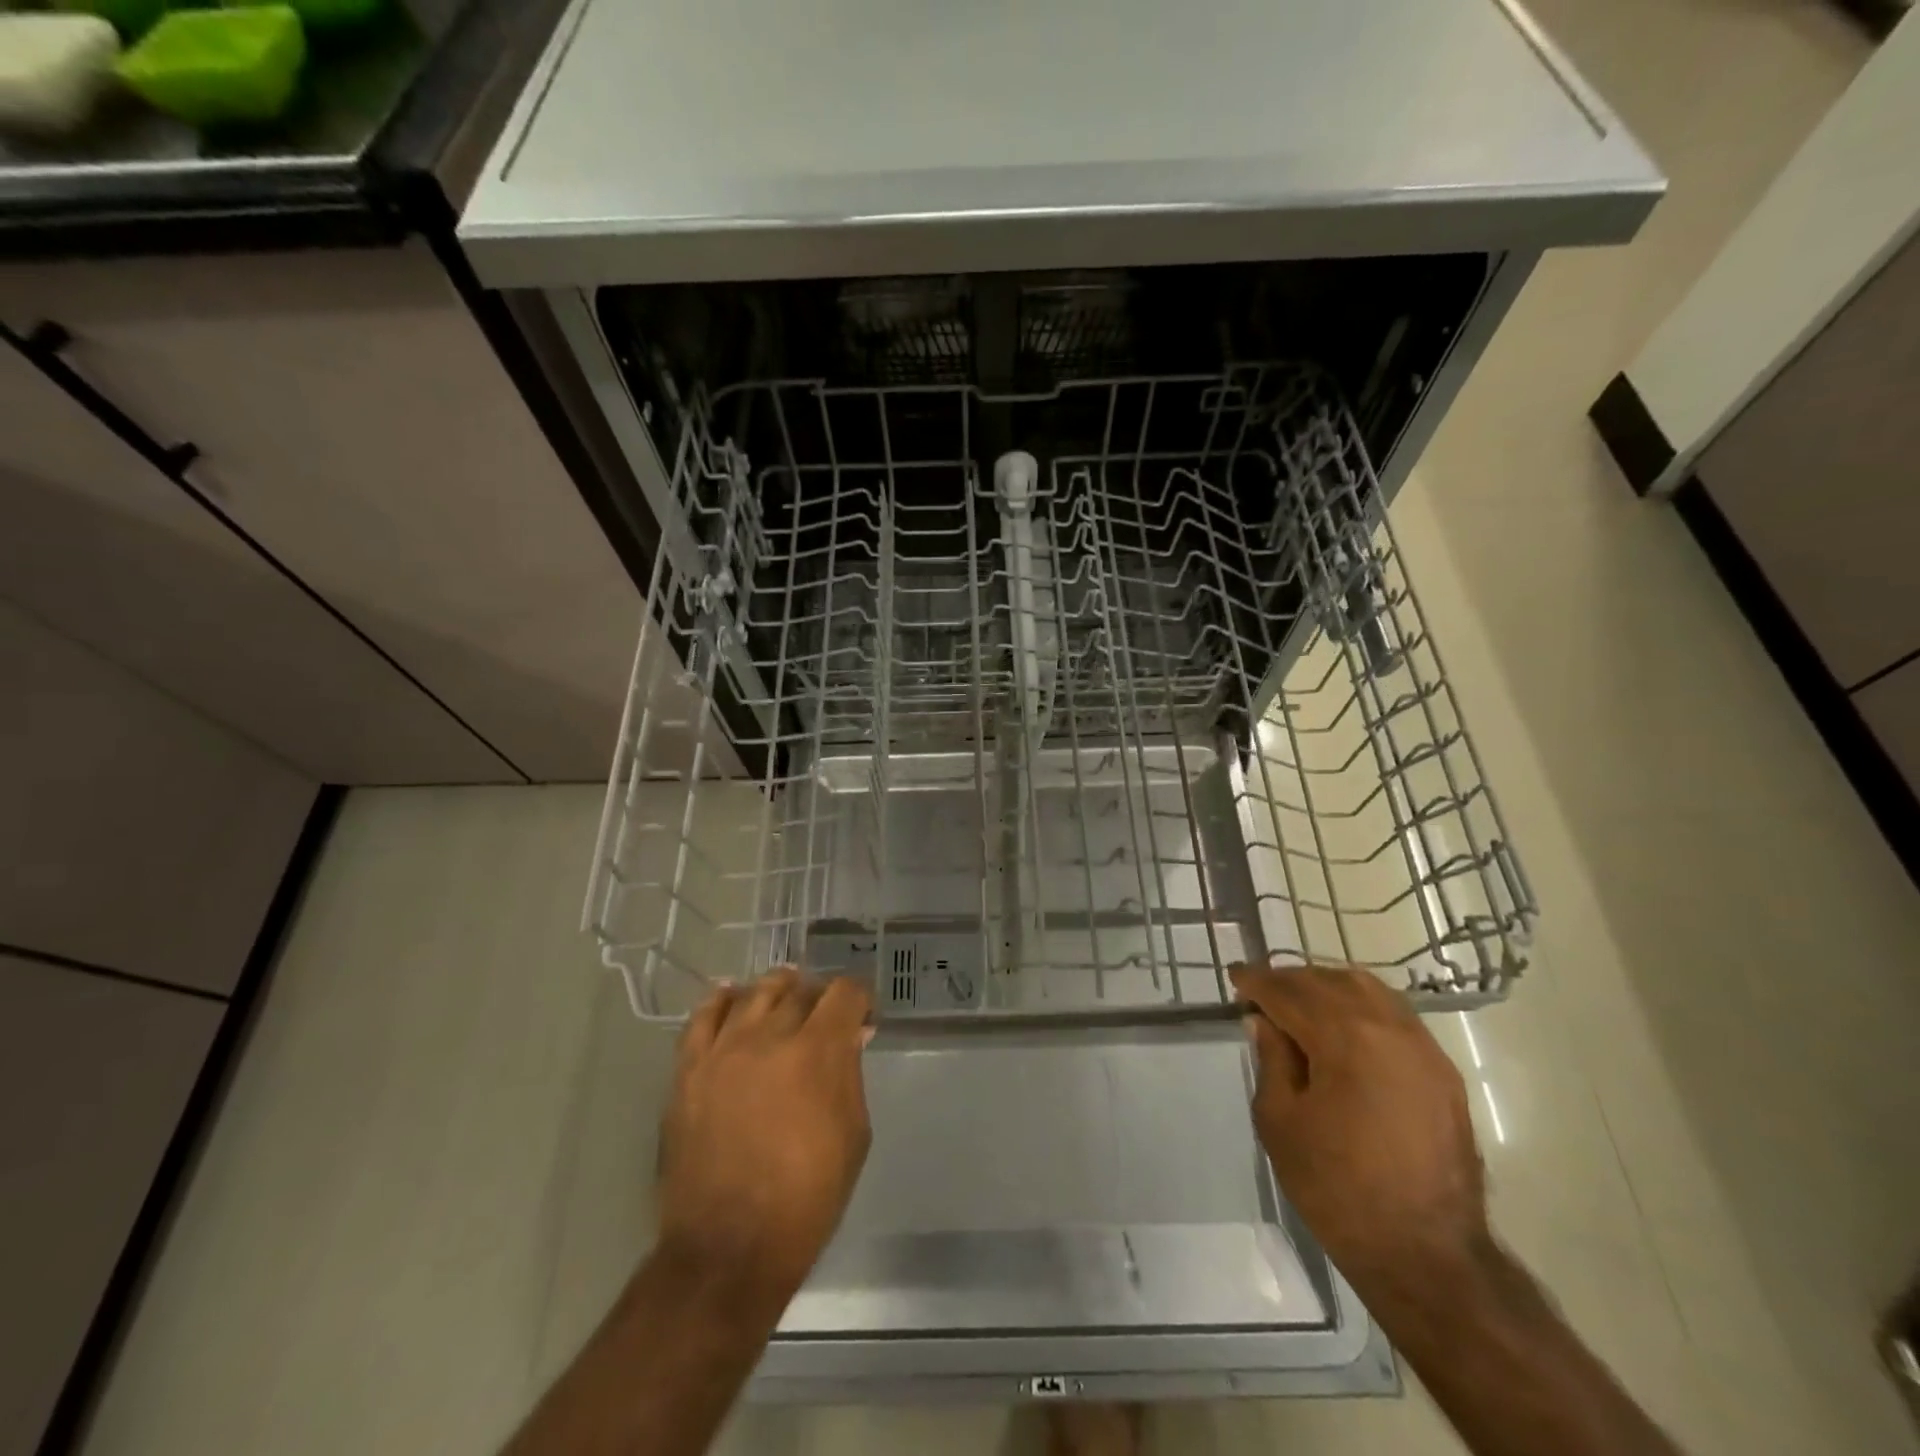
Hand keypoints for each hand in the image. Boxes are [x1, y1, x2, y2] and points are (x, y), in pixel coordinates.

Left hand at [656, 967, 873, 1309]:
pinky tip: (734, 997)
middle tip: (826, 1019)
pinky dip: (723, 999)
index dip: (860, 999)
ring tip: (786, 1002)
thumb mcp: (854, 1134)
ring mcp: (723, 1049)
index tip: (862, 1017)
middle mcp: (770, 1036)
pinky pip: (703, 1015)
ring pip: (755, 991)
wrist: (728, 1249)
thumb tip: (851, 1036)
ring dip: (778, 990)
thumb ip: (851, 1074)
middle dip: (821, 997)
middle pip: (800, 988)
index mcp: (818, 1051)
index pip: (845, 992)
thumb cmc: (807, 1198)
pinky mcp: (689, 1068)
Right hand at [1230, 964, 1488, 1283]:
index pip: (1290, 992)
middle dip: (1289, 980)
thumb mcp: (1280, 1121)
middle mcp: (1388, 1028)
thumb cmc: (1337, 1188)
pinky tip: (1342, 1025)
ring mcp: (1422, 1047)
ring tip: (1299, 1002)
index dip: (1257, 981)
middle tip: (1261, 991)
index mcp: (1345, 1038)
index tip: (1234, 976)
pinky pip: (1395, 1014)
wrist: (1427, 1253)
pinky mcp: (1442, 1071)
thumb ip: (1272, 1059)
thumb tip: (1265, 1021)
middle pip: (1329, 981)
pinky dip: (1361, 1005)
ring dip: (1327, 986)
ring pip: (1367, 989)